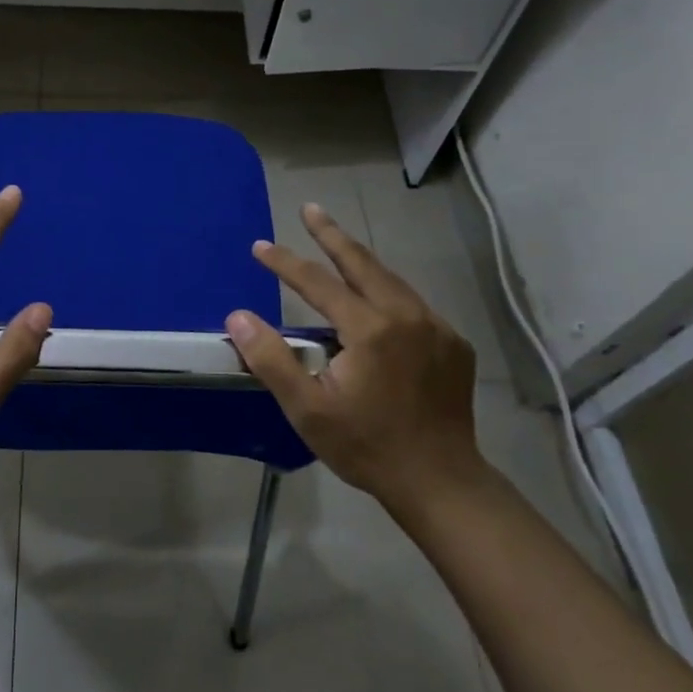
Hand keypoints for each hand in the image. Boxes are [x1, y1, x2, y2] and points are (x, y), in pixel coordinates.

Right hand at [225, 203, 482, 524]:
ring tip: (337, 244)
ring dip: (360, 260)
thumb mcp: (308, 409)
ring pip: (392, 280)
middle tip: (310, 209)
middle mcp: (407, 316)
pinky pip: (412, 304)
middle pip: (363, 263)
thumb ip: (271, 359)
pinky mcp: (453, 344)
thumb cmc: (366, 446)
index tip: (260, 246)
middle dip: (332, 234)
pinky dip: (387, 291)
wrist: (441, 482)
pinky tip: (376, 299)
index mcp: (370, 329)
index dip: (285, 262)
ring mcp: (436, 328)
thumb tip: (239, 316)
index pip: (318, 282)